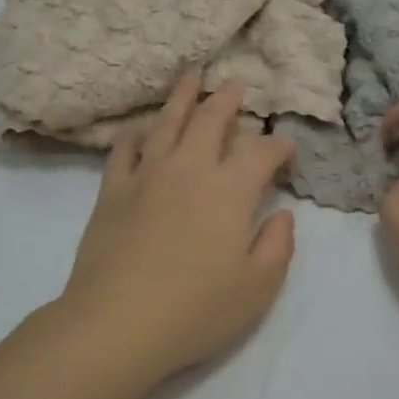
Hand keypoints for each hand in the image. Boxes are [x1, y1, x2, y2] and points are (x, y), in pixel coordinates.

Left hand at [58, 72, 297, 383]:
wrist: (117, 324)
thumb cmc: (195, 311)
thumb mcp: (257, 289)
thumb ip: (278, 246)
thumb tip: (282, 214)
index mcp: (229, 191)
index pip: (261, 153)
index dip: (279, 146)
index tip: (286, 150)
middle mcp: (188, 170)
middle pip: (211, 120)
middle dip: (228, 100)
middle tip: (236, 86)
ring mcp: (146, 176)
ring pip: (167, 122)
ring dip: (183, 96)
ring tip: (191, 74)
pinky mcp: (112, 191)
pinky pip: (124, 150)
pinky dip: (135, 134)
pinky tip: (140, 129)